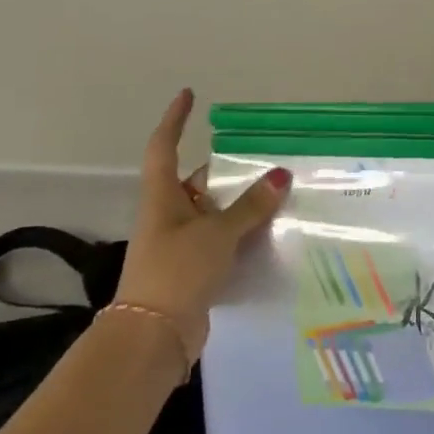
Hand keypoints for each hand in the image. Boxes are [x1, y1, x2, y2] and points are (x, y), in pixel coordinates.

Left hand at [109, 89, 290, 359]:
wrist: (153, 338)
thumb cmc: (176, 272)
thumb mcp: (217, 234)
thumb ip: (250, 206)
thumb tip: (281, 175)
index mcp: (163, 196)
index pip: (165, 147)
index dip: (175, 119)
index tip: (188, 95)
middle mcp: (169, 214)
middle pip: (199, 181)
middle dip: (229, 171)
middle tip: (265, 159)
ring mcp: (180, 244)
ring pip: (214, 212)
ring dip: (241, 206)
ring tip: (280, 194)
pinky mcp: (193, 270)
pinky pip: (222, 240)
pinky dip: (243, 234)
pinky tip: (271, 234)